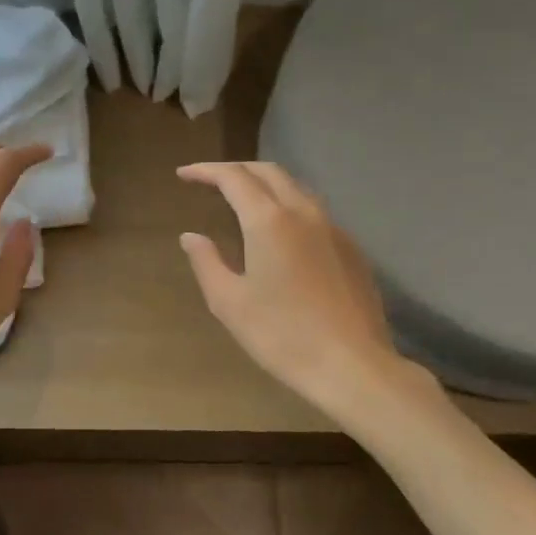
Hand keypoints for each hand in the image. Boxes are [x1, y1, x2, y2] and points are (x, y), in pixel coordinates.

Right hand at [178, 161, 441, 416]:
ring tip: (242, 199)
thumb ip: (206, 262)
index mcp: (269, 221)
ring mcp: (333, 228)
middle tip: (210, 181)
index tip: (184, 175)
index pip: (233, 178)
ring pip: (295, 187)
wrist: (351, 365)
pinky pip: (313, 210)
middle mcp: (303, 212)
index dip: (206, 171)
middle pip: (268, 172)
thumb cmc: (281, 335)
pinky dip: (287, 205)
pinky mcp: (351, 248)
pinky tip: (280, 231)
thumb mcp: (229, 302)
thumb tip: (191, 236)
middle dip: (236, 169)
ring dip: (264, 183)